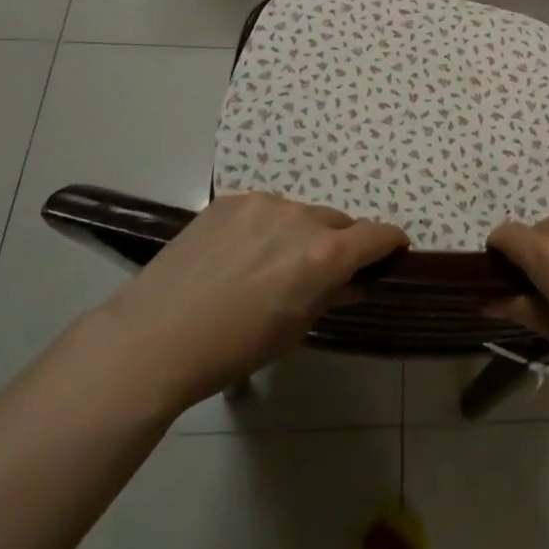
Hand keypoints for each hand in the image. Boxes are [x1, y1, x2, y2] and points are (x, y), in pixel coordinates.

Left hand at [99, 191, 405, 412]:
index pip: (377, 234)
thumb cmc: (234, 347)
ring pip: (299, 214)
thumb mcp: (294, 330)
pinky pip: (263, 210)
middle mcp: (301, 217)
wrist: (156, 336)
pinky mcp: (230, 201)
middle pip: (337, 222)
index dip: (390, 242)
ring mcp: (263, 203)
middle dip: (339, 243)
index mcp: (325, 254)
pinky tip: (238, 255)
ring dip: (299, 233)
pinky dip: (265, 227)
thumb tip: (351, 283)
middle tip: (319, 272)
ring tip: (269, 265)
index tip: (392, 251)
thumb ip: (330, 296)